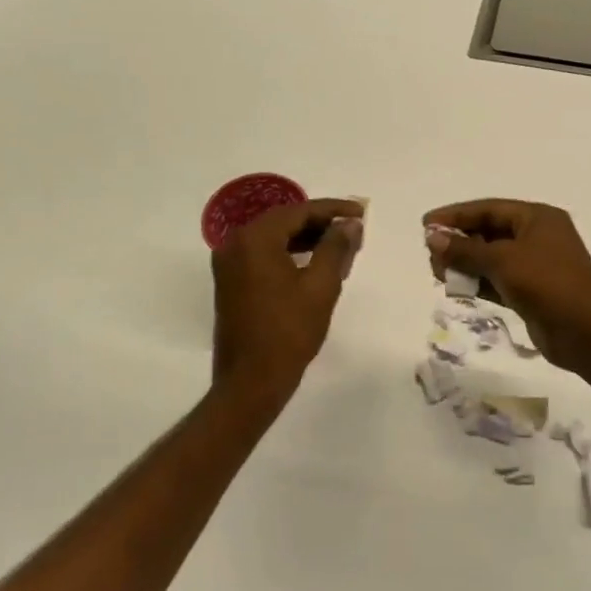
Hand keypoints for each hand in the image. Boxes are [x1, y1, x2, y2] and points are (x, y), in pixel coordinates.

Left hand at [212, 198, 364, 401]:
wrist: (251, 381)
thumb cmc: (289, 332)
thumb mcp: (321, 286)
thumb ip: (336, 247)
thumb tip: (350, 224)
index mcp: (255, 240)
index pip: (298, 211)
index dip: (333, 209)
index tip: (361, 213)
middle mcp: (235, 244)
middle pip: (284, 221)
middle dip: (320, 223)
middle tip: (354, 230)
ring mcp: (229, 264)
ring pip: (274, 239)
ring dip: (307, 238)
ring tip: (341, 246)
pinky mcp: (231, 283)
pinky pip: (264, 255)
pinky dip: (290, 254)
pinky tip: (315, 263)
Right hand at [422, 199, 590, 369]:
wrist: (585, 331)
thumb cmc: (547, 284)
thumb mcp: (503, 261)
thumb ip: (465, 249)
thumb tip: (432, 237)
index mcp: (537, 218)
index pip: (489, 209)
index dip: (456, 215)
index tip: (426, 224)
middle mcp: (537, 236)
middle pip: (489, 232)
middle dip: (458, 241)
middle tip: (430, 253)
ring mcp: (535, 265)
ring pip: (491, 258)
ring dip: (465, 263)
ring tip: (437, 272)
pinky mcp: (530, 291)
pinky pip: (497, 280)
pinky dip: (477, 282)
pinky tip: (456, 288)